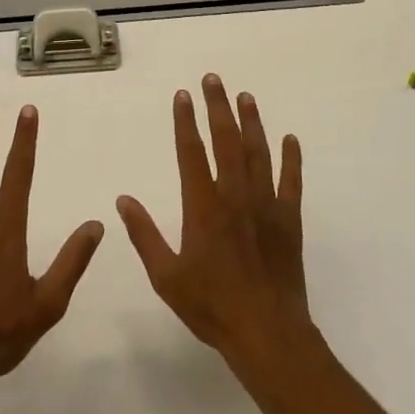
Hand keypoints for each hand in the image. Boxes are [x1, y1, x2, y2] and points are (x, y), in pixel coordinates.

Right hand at [117, 74, 312, 372]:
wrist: (266, 334)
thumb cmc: (211, 307)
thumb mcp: (166, 277)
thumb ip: (145, 235)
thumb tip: (123, 200)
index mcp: (203, 207)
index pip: (191, 152)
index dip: (186, 121)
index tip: (183, 95)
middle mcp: (235, 196)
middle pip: (226, 141)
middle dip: (218, 107)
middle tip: (213, 79)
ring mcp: (265, 206)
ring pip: (258, 153)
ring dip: (252, 123)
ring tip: (246, 97)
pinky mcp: (289, 220)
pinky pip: (291, 182)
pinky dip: (291, 159)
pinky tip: (290, 139)